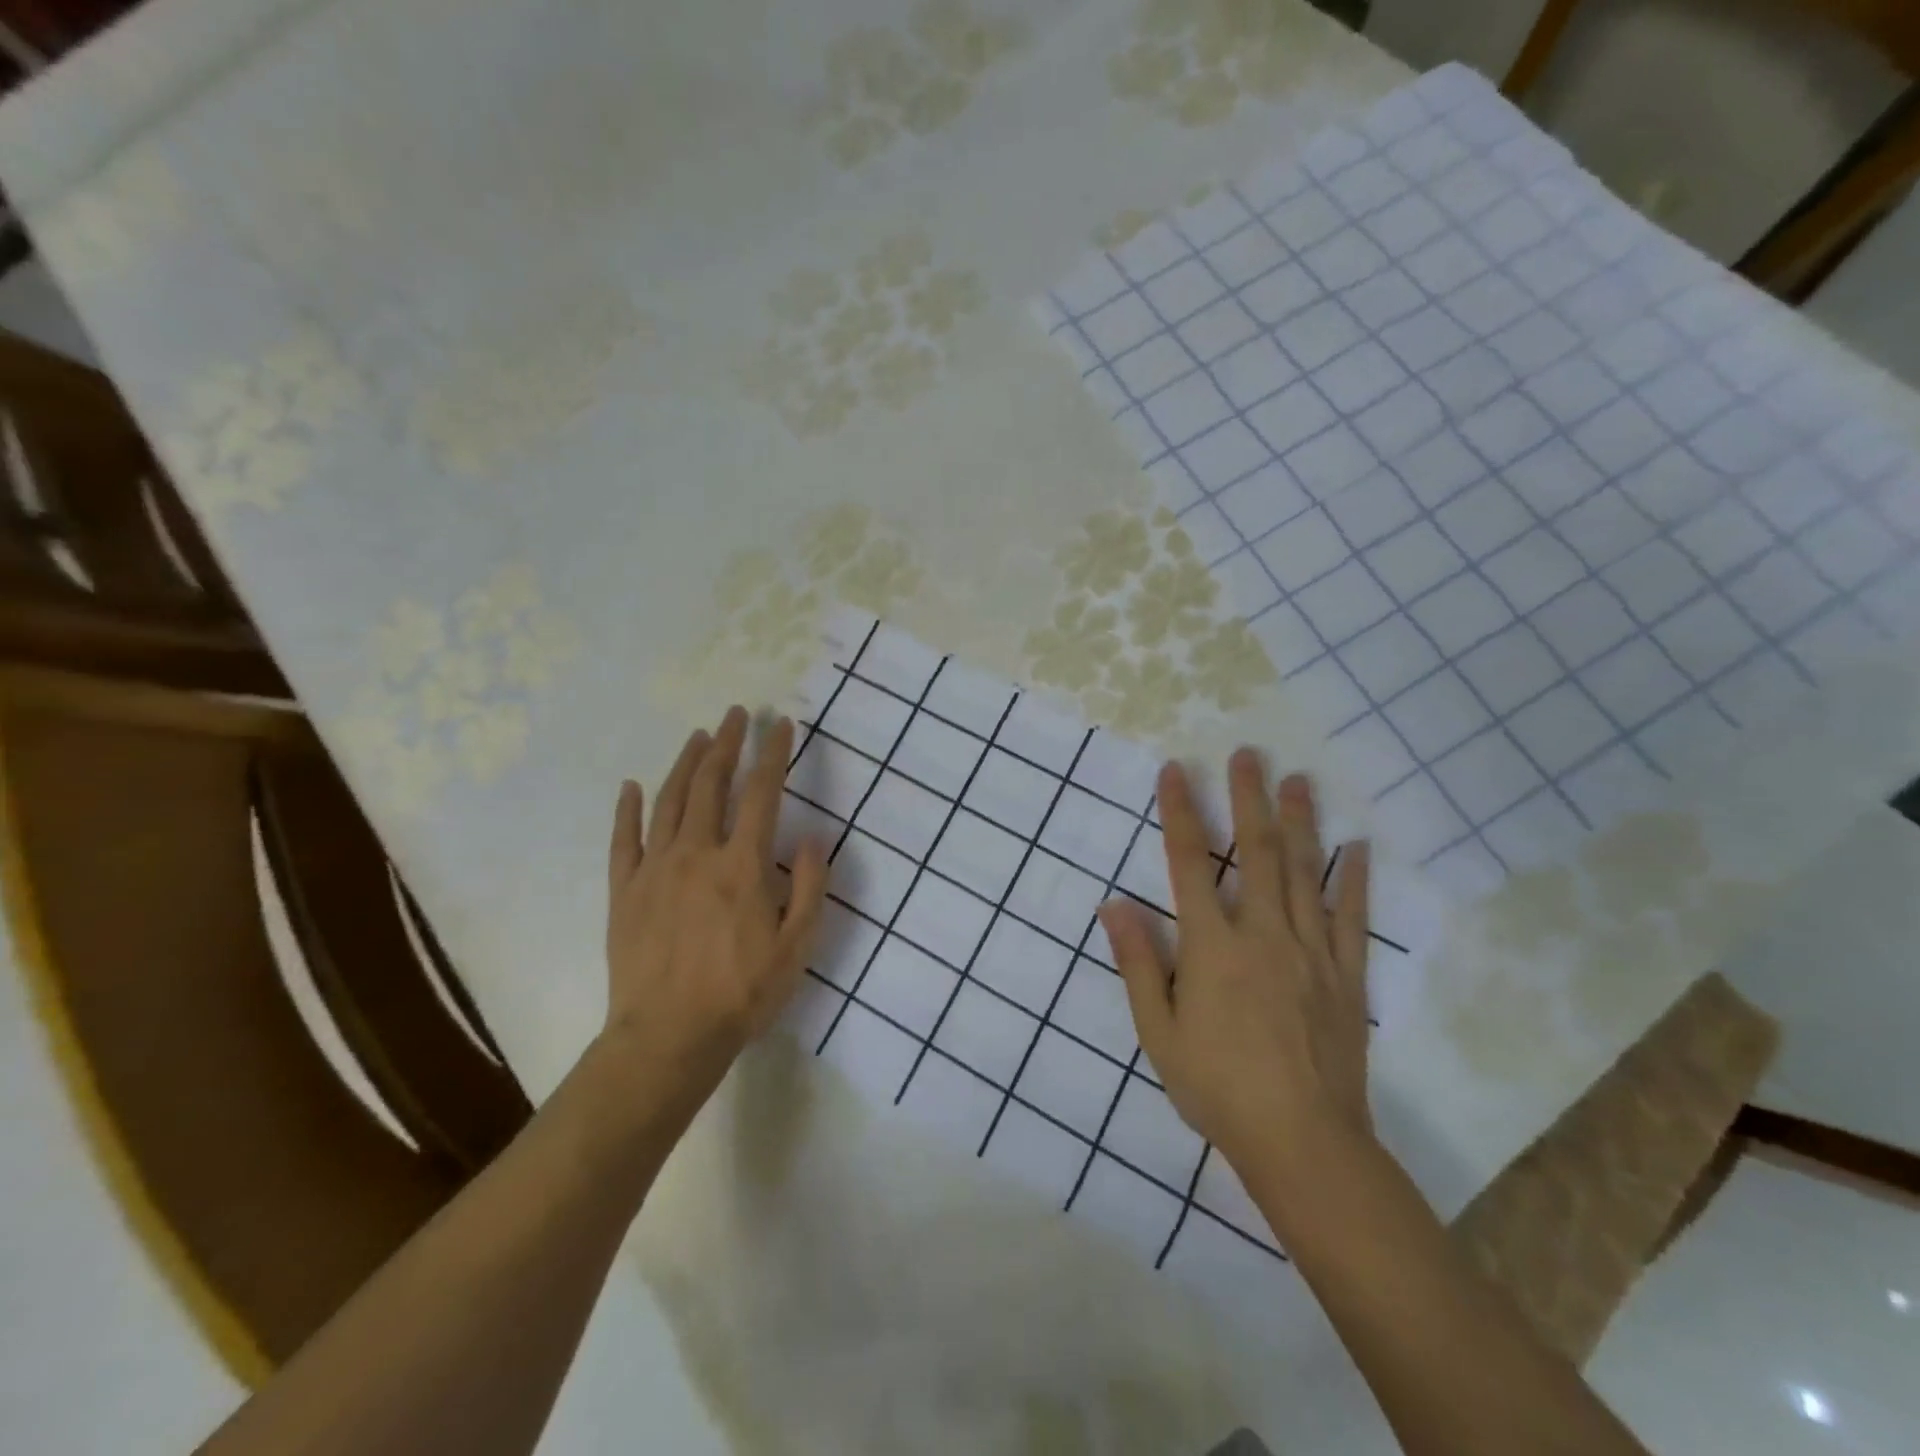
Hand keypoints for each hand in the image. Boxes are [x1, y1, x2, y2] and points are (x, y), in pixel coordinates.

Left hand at [600, 707, 828, 1120]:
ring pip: (669, 801)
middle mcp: (697, 853)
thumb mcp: (797, 947)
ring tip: (697, 736)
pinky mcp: (625, 890)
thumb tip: (811, 838)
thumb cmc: (742, 993)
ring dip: (685, 763)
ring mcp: (655, 869)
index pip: (762, 794)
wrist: (668, 1036)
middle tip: (735, 715)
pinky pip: (624, 839)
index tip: (781, 725)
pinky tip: (632, 786)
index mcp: (742, 865)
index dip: (774, 754)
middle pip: (712, 784)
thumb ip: (809, 888)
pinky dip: (628, 809)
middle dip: (727, 743)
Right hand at [1099, 752, 1372, 1180]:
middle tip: (1248, 754)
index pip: (1188, 863)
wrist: (1303, 1142)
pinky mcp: (1346, 975)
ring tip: (1298, 779)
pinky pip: (1351, 918)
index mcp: (1212, 946)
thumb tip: (1114, 905)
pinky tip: (1357, 848)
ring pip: (1304, 872)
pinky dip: (1354, 880)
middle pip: (1255, 852)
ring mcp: (1310, 951)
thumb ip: (1139, 963)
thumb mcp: (1158, 1032)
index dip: (1180, 812)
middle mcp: (1262, 934)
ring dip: (1299, 821)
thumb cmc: (1218, 1087)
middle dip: (1248, 798)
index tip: (1177, 770)